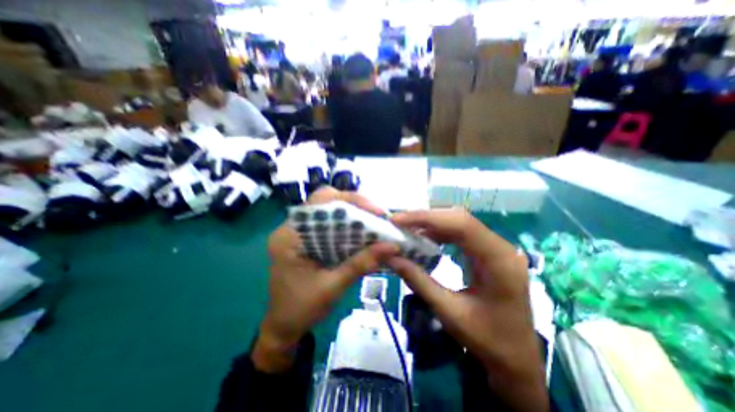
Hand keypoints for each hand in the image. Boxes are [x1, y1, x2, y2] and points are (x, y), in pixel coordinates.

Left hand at [254, 188, 400, 372]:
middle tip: (377, 215)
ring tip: (374, 222)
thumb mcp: (333, 287)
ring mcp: (298, 232)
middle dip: (354, 205)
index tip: (375, 211)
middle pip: (325, 201)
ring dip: (352, 214)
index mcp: (289, 235)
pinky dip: (347, 225)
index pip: (320, 201)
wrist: (283, 328)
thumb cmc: (302, 309)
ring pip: (329, 211)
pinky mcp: (306, 239)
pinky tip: (361, 232)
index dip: (350, 200)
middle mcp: (291, 227)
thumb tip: (392, 246)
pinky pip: (329, 224)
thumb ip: (361, 264)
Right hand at [387, 209, 546, 411]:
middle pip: (459, 218)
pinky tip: (424, 237)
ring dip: (431, 223)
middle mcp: (501, 247)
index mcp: (498, 261)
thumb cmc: (488, 340)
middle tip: (399, 222)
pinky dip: (439, 232)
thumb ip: (418, 281)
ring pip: (459, 223)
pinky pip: (461, 233)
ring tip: (407, 228)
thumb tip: (390, 257)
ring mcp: (496, 247)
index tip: (398, 219)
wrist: (517, 358)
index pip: (460, 224)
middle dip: (426, 217)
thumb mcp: (448, 312)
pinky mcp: (489, 251)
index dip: (426, 217)